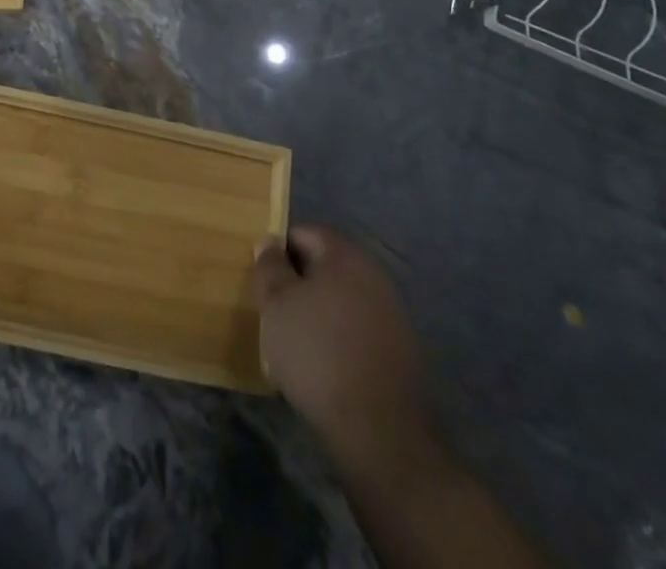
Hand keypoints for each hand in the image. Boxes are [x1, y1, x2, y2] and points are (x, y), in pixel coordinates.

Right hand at [255, 225, 432, 478]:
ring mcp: (392, 314)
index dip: (277, 253)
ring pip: (343, 299)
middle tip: (275, 311)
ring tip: (297, 343)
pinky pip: (359, 329)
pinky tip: (325, 366)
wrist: (379, 431)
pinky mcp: (401, 351)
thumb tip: (270, 243)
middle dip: (299, 283)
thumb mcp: (276, 304)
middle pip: (325, 266)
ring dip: (320, 312)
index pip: (303, 233)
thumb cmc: (317, 353)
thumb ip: (269, 267)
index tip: (263, 282)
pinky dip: (340, 338)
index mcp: (345, 255)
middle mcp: (374, 274)